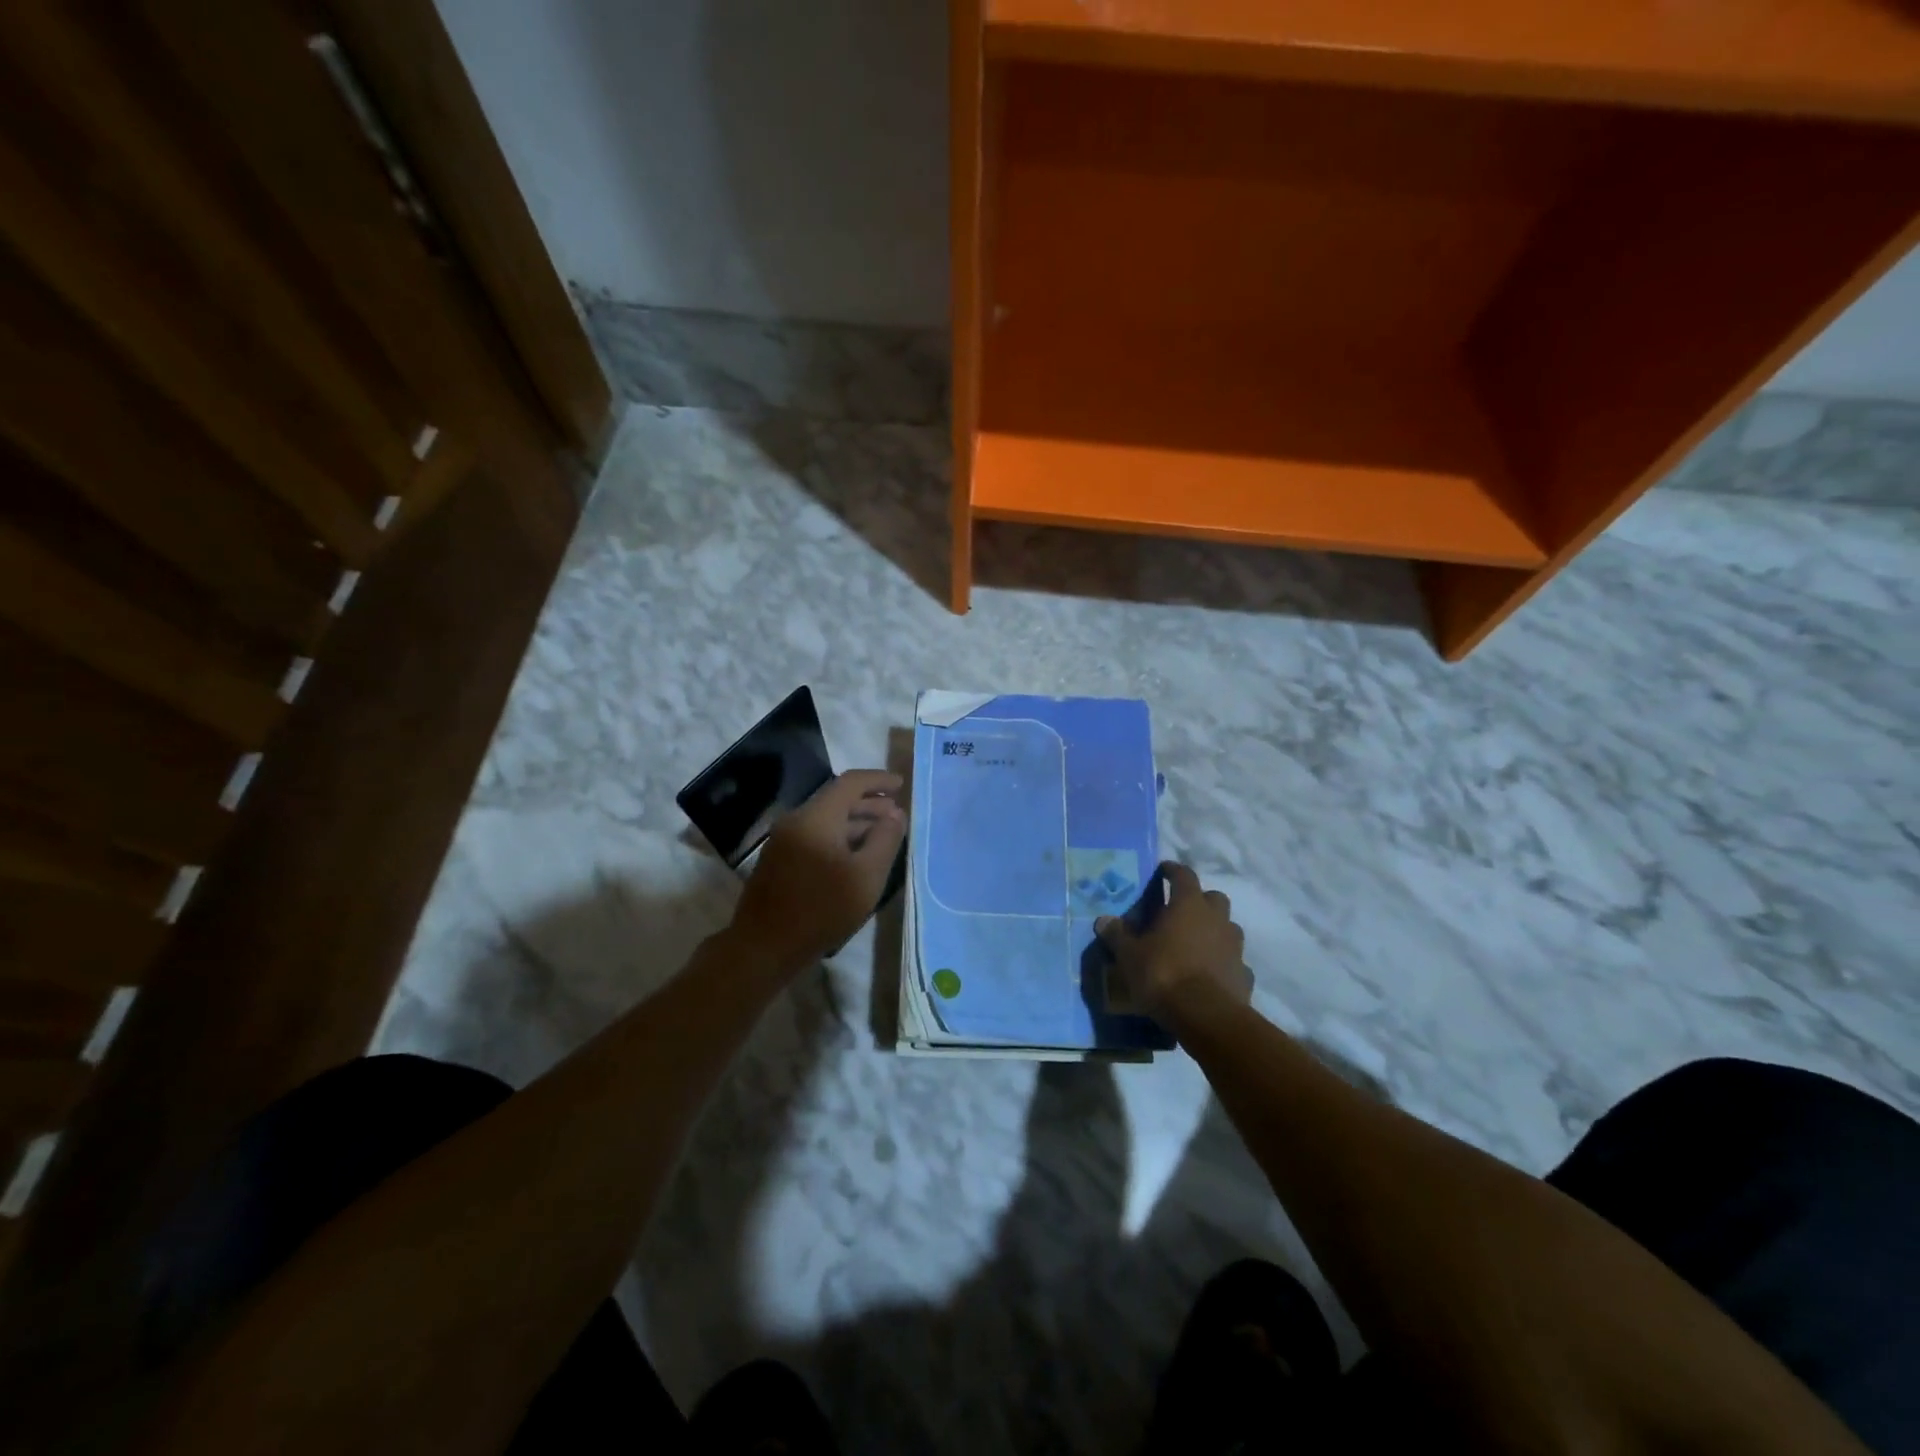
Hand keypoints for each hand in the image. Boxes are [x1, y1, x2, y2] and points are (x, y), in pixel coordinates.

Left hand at [730, 770, 905, 973]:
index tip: (901, 785)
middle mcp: (796, 820)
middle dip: (869, 803)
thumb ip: (885, 840)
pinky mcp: (779, 860)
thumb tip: (896, 814)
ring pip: (826, 819)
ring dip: (855, 822)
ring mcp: (784, 840)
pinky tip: (855, 856)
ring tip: (882, 835)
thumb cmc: (821, 910)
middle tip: (896, 814)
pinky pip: (815, 836)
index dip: (878, 780)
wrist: (764, 947)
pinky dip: (839, 837)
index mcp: (816, 818)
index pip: (851, 783)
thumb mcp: (866, 877)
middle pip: (837, 799)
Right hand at [1096, 862, 1251, 1025]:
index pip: (1183, 875)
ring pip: (1227, 928)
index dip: (1172, 870)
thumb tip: (1103, 920)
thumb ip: (1117, 935)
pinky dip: (1223, 962)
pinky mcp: (1244, 974)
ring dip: (1213, 931)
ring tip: (1194, 945)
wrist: (1205, 1016)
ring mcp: (1234, 947)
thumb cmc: (1163, 974)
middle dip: (1199, 901)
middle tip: (1180, 912)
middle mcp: (1216, 919)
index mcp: (1188, 905)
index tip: (1163, 870)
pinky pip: (1233, 961)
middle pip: (1213, 898)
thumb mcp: (1129, 955)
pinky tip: (1209, 975)